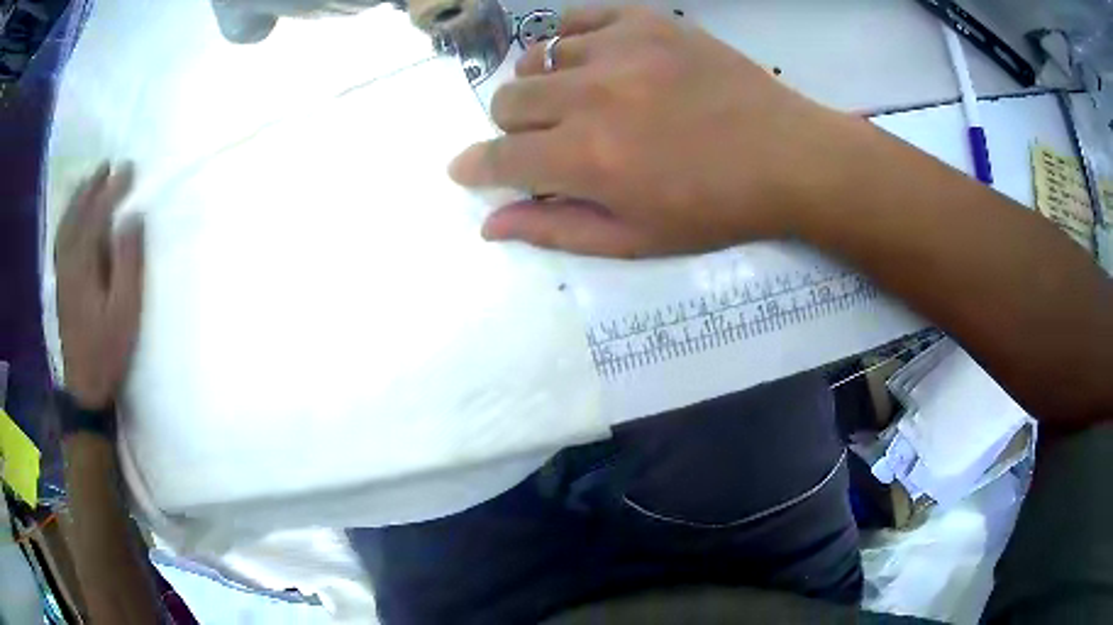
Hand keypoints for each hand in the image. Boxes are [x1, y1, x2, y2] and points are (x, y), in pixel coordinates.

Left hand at [55, 164, 144, 409]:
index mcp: (85, 265)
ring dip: (78, 199)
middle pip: (77, 215)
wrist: (85, 386)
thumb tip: (133, 218)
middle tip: (108, 165)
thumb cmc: (108, 349)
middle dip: (92, 187)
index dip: (112, 189)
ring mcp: (62, 274)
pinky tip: (72, 217)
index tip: (129, 169)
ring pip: (66, 225)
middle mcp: (69, 262)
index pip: (97, 215)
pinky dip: (67, 220)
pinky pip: (61, 241)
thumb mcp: (125, 310)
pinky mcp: (60, 285)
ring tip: (91, 181)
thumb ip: (128, 262)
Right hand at [449, 7, 854, 257]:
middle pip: (507, 100)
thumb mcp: (636, 239)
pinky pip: (575, 17)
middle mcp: (591, 95)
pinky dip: (569, 39)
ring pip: (537, 58)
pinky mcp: (646, 21)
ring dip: (547, 85)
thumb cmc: (714, 209)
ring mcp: (619, 48)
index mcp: (587, 158)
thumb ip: (556, 229)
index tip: (467, 168)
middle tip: (549, 139)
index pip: (498, 157)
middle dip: (514, 128)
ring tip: (583, 100)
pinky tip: (591, 59)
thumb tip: (490, 224)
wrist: (786, 156)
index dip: (474, 167)